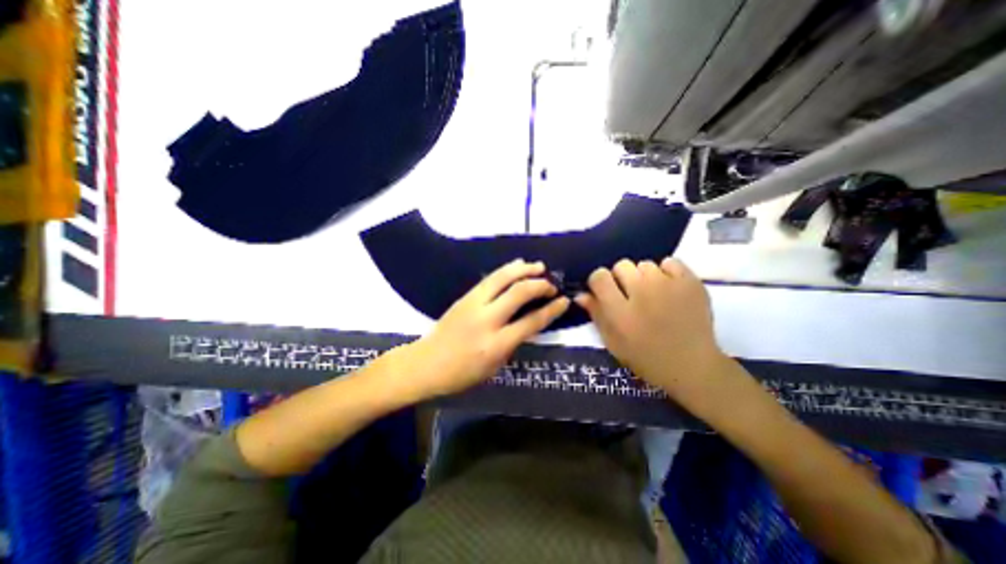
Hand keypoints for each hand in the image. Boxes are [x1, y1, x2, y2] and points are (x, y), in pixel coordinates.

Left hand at [403, 261, 573, 400]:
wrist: (425, 364)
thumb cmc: (461, 374)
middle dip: (539, 285)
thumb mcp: (494, 367)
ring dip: (523, 269)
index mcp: (496, 344)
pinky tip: (516, 265)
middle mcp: (487, 320)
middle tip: (551, 284)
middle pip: (519, 293)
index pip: (531, 322)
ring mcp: (473, 304)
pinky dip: (506, 270)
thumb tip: (527, 322)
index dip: (551, 310)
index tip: (564, 300)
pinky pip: (490, 278)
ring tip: (538, 266)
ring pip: (503, 278)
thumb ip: (512, 343)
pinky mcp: (465, 297)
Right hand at [573, 257, 731, 403]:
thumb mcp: (613, 341)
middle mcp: (642, 293)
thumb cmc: (645, 357)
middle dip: (621, 278)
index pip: (599, 276)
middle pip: (621, 265)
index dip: (599, 281)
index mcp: (620, 311)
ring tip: (652, 293)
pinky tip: (668, 288)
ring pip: (644, 264)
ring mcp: (668, 285)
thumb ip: (596, 314)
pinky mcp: (690, 282)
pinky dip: (666, 272)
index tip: (605, 291)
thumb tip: (581, 294)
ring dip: (643, 276)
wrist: (691, 365)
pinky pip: (669, 262)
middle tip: (630, 294)